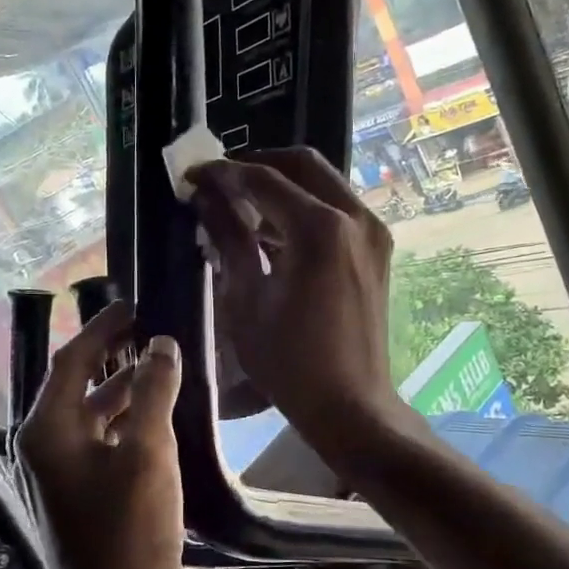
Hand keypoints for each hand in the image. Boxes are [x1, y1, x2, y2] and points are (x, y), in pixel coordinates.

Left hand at [18, 301, 183, 568]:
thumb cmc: (128, 531)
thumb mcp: (147, 452)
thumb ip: (152, 392)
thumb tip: (161, 345)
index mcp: (47, 429)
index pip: (72, 360)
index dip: (103, 329)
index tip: (134, 307)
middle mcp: (42, 446)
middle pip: (79, 386)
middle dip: (115, 358)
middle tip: (154, 336)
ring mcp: (57, 475)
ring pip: (91, 416)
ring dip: (123, 392)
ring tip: (163, 371)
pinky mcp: (75, 497)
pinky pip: (98, 443)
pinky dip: (124, 425)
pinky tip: (157, 423)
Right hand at [188, 150, 409, 448]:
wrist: (349, 404)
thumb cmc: (288, 361)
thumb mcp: (245, 299)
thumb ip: (228, 238)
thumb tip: (206, 199)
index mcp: (320, 229)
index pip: (263, 180)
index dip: (223, 174)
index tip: (191, 176)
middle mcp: (354, 217)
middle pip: (301, 164)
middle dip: (256, 166)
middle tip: (220, 184)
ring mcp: (372, 232)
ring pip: (322, 182)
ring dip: (281, 186)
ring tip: (240, 207)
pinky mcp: (377, 249)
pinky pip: (337, 208)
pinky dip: (304, 207)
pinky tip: (272, 231)